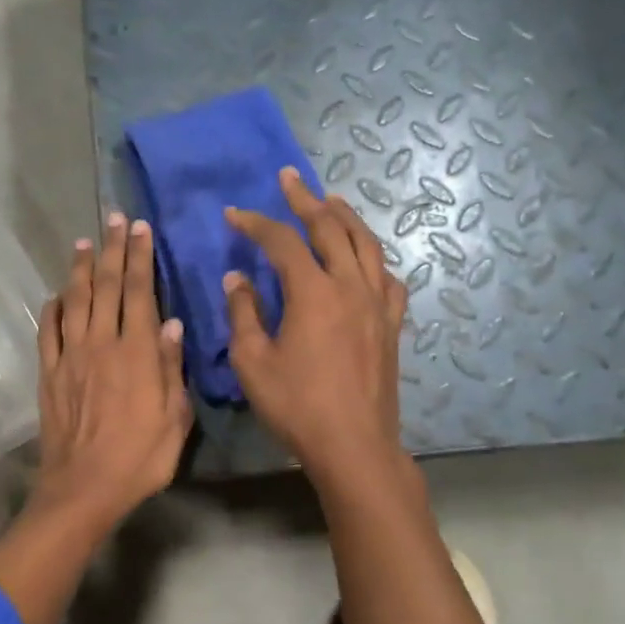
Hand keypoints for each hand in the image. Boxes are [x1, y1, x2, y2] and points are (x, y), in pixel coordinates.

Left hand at [33, 211, 192, 531]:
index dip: (140, 257)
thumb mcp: (175, 419)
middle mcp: (101, 344)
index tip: (141, 229)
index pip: (139, 292)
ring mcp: (70, 357)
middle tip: (114, 219)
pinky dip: (52, 308)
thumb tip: (173, 325)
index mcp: (137, 353)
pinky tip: (56, 294)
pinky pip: (48, 331)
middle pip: (106, 286)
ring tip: (84, 241)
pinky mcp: (49, 374)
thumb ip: (172, 369)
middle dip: (112, 249)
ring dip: (80, 269)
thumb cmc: (139, 458)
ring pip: (74, 301)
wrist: (83, 488)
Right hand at [224, 167, 407, 486]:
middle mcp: (351, 286)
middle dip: (306, 200)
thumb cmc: (296, 405)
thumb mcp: (252, 361)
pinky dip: (373, 259)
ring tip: (331, 201)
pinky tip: (366, 260)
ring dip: (346, 218)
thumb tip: (238, 278)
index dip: (256, 223)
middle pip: (331, 228)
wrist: (353, 445)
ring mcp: (377, 304)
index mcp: (313, 292)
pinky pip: (387, 278)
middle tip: (289, 179)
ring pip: (366, 245)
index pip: (282, 242)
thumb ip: (243, 313)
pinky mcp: (391, 325)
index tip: (233, 214)